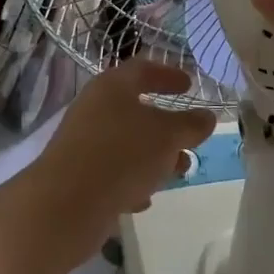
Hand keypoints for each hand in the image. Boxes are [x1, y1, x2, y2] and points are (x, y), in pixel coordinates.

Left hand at [28, 60, 216, 253]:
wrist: (65, 205)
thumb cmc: (122, 155)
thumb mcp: (168, 137)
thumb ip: (191, 125)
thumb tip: (207, 117)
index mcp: (113, 86)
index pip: (144, 69)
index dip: (169, 75)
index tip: (190, 85)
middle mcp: (94, 108)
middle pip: (135, 109)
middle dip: (167, 126)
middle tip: (190, 138)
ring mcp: (83, 142)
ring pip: (126, 143)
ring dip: (153, 156)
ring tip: (178, 173)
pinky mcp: (77, 174)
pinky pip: (112, 170)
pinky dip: (132, 179)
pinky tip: (144, 199)